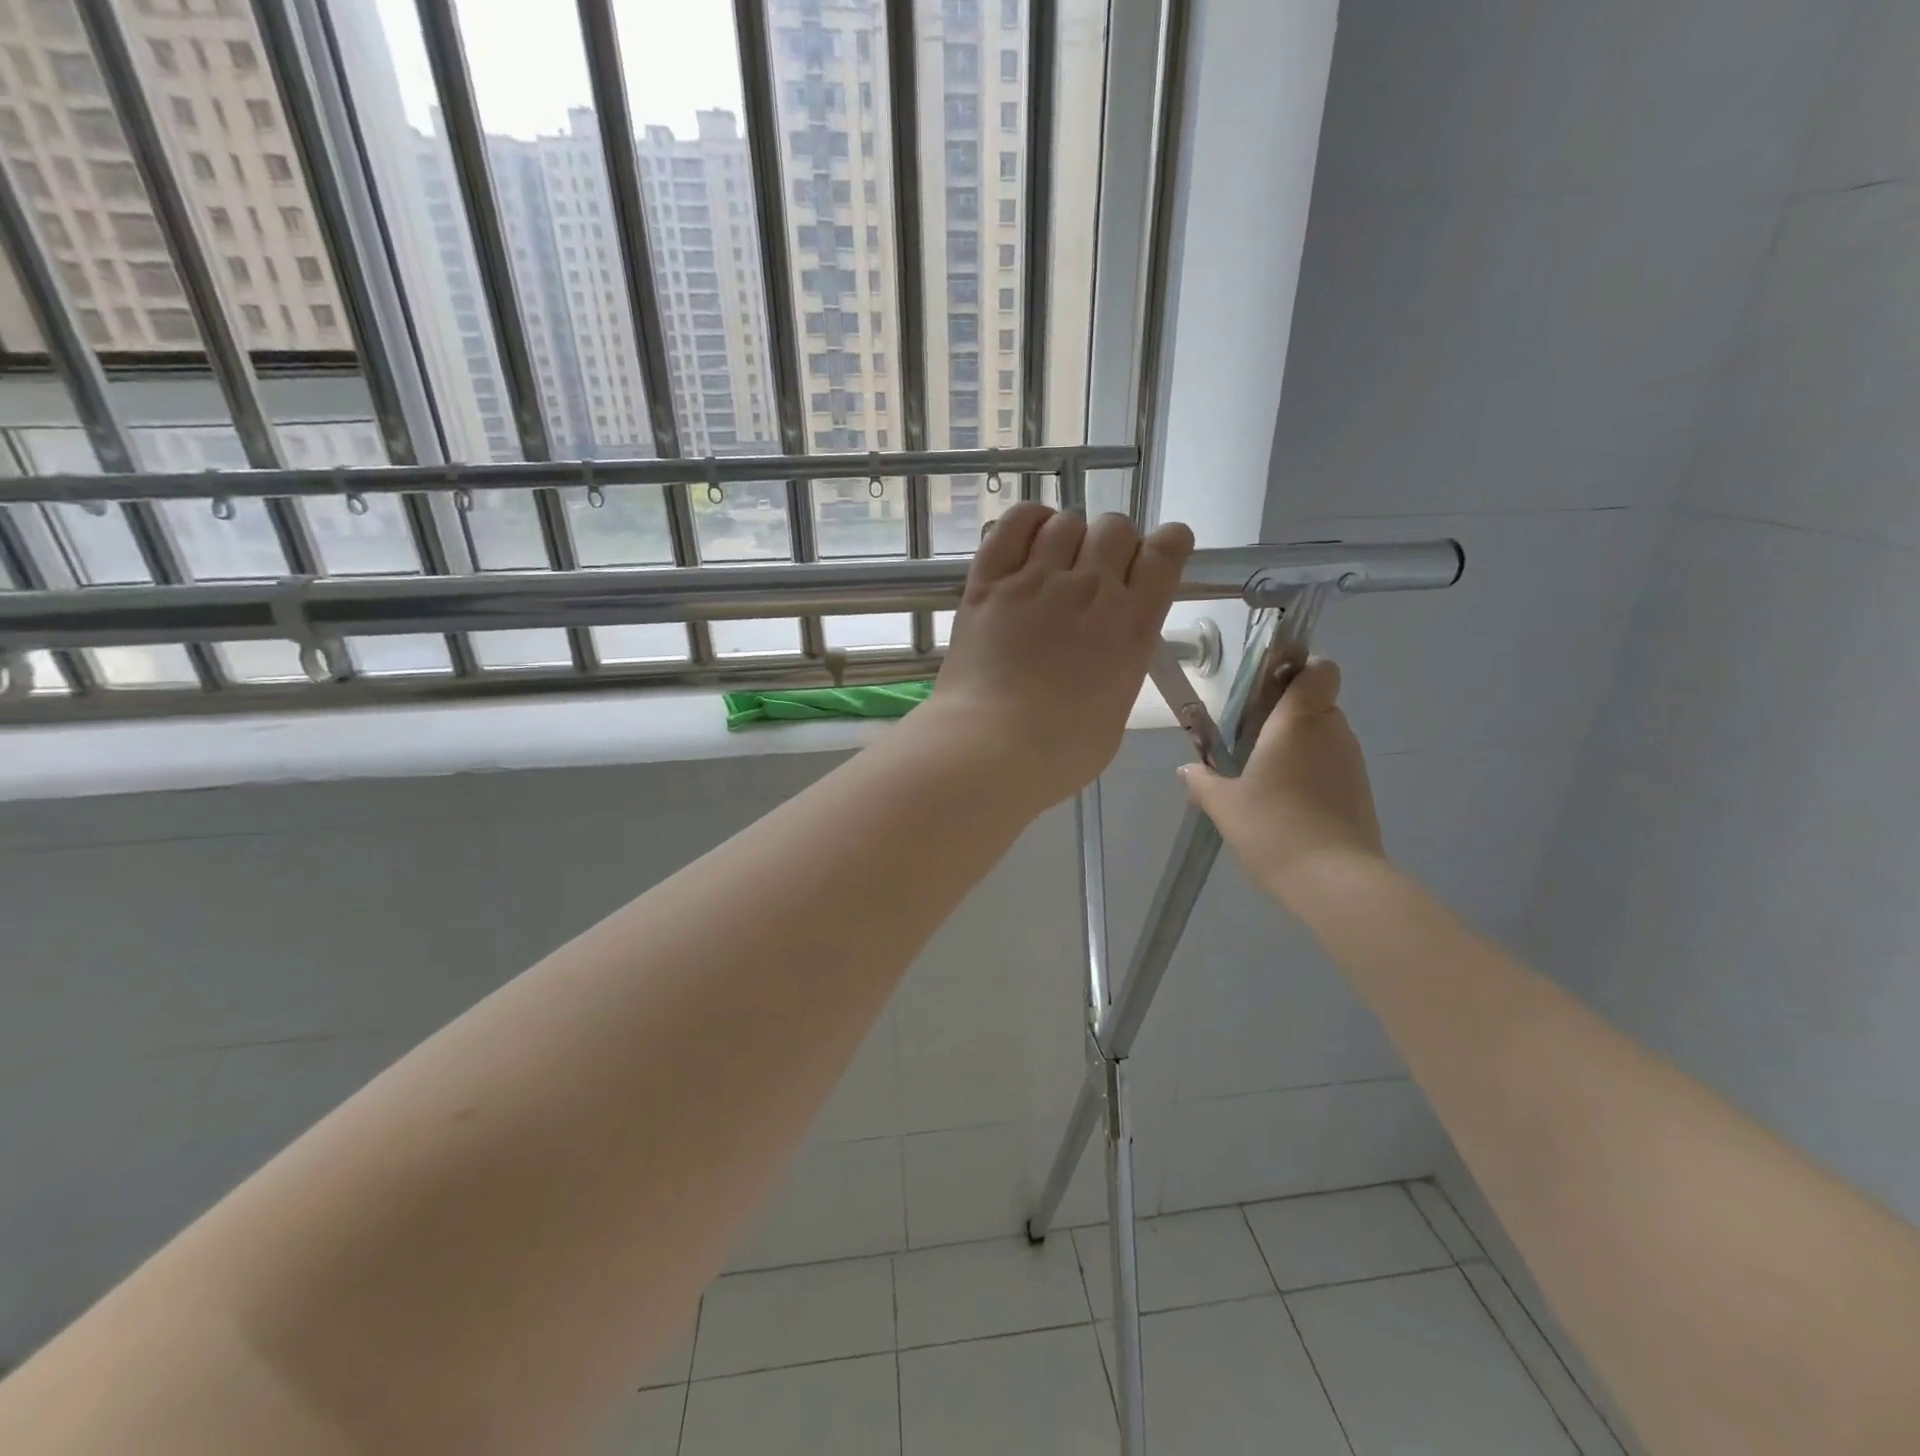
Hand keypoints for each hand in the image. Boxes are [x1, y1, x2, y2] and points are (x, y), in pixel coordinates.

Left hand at [918, 503, 1193, 806]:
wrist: (990, 749)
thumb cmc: (1060, 752)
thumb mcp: (1115, 711)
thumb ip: (1119, 665)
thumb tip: (1106, 650)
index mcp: (1132, 625)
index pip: (1167, 551)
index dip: (1166, 545)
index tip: (1154, 558)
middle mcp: (1091, 590)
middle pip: (1116, 527)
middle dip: (1113, 544)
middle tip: (1095, 574)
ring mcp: (1036, 581)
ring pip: (1067, 522)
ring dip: (1069, 536)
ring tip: (1055, 563)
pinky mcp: (989, 581)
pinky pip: (1013, 524)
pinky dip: (1027, 521)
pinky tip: (1029, 538)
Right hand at [1178, 658, 1386, 901]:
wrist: (1334, 881)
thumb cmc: (1273, 827)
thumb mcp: (1224, 805)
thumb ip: (1203, 781)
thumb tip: (1187, 769)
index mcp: (1298, 721)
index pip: (1319, 670)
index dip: (1300, 670)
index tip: (1269, 690)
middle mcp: (1332, 732)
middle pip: (1316, 703)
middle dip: (1288, 715)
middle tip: (1251, 741)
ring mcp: (1352, 763)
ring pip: (1325, 736)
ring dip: (1299, 747)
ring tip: (1265, 778)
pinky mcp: (1361, 793)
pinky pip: (1333, 766)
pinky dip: (1313, 774)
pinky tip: (1287, 805)